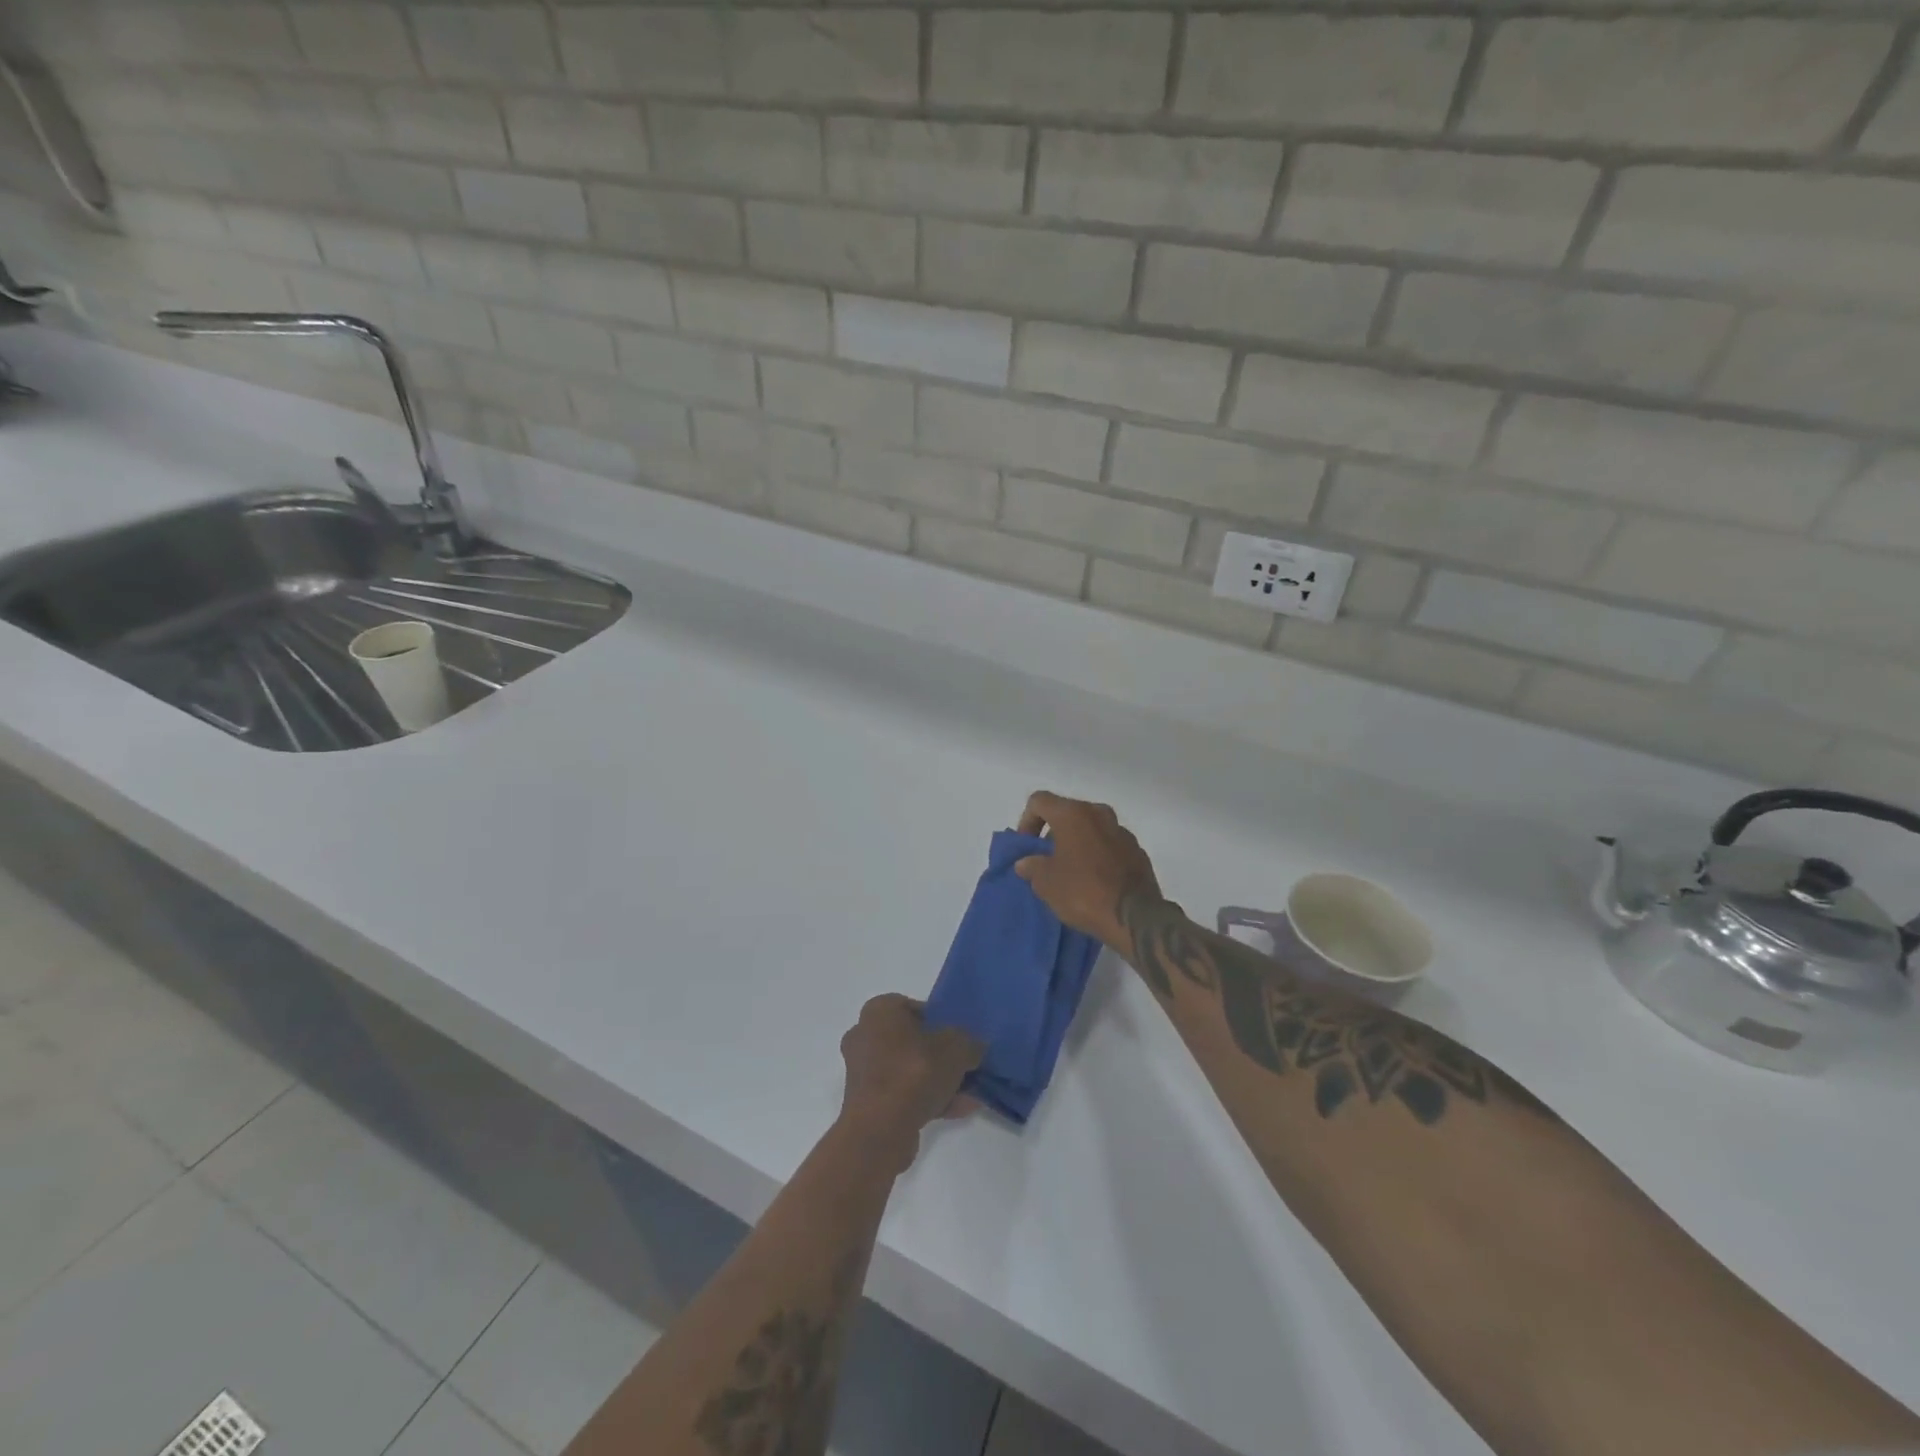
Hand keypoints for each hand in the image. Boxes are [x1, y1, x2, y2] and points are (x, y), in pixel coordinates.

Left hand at [838, 995, 982, 1169]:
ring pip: (908, 1070)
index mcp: (879, 1011)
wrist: (880, 1129)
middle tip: (965, 1065)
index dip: (939, 1020)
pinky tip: (958, 1110)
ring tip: (968, 1093)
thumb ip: (970, 1043)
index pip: (913, 1006)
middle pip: (911, 1040)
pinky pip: (902, 1094)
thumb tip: (976, 1046)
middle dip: (939, 1054)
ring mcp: (862, 1072)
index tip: (959, 1037)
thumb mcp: (956, 1049)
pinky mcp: (866, 1103)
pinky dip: (927, 1099)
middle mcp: (864, 1035)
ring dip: (937, 1080)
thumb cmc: (914, 1072)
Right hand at [1014, 792, 1164, 958]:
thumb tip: (1026, 862)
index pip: (1039, 801)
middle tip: (1047, 859)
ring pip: (1091, 828)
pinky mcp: (1138, 851)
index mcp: (1073, 814)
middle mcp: (1099, 814)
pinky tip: (1095, 881)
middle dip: (1054, 833)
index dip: (1026, 820)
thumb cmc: (1083, 892)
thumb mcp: (1045, 883)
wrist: (1135, 917)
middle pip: (1068, 812)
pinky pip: (1110, 845)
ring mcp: (1122, 831)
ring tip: (1072, 872)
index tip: (1027, 847)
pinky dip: (1099, 856)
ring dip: (1078, 843)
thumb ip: (1032, 866)